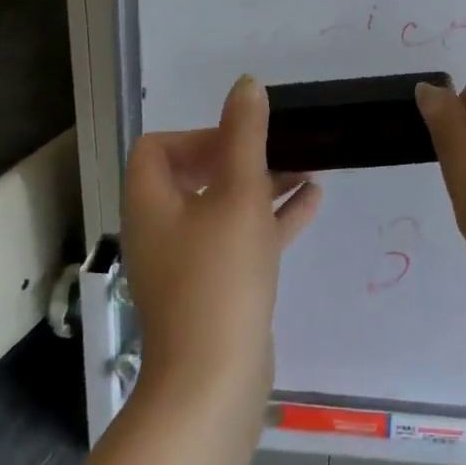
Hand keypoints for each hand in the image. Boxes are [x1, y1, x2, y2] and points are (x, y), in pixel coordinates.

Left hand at [123, 75, 321, 401]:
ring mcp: (189, 262)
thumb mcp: (239, 196)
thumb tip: (246, 84)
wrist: (215, 381)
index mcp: (152, 204)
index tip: (240, 139)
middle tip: (281, 147)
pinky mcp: (216, 287)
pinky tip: (313, 201)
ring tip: (308, 166)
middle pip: (195, 175)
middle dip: (240, 156)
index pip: (158, 148)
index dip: (198, 134)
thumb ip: (244, 137)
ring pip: (224, 207)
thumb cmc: (220, 277)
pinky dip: (272, 218)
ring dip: (263, 184)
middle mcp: (163, 229)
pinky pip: (243, 239)